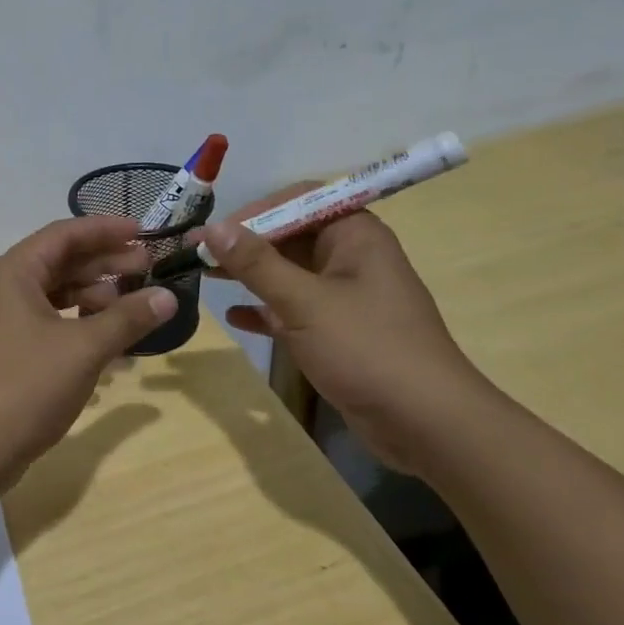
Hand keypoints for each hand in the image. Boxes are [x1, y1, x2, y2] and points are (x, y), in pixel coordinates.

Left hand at [0, 216, 176, 495]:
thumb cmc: (25, 387)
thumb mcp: (84, 349)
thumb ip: (127, 318)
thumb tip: (169, 296)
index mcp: (15, 273)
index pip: (65, 234)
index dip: (106, 230)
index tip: (144, 233)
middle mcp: (6, 290)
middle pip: (62, 263)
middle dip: (106, 265)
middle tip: (149, 270)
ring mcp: (5, 323)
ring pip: (58, 296)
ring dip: (97, 299)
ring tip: (136, 309)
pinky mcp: (10, 353)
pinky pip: (52, 325)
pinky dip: (82, 328)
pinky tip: (112, 345)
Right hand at [199, 190, 492, 473]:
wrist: (425, 423)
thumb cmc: (366, 349)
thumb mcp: (304, 302)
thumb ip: (256, 263)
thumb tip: (213, 227)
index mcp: (354, 236)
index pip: (298, 201)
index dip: (255, 211)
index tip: (215, 231)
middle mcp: (351, 258)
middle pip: (290, 236)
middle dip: (245, 244)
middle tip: (198, 254)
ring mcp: (346, 297)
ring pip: (290, 274)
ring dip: (250, 275)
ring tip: (205, 277)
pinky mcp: (339, 333)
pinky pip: (295, 310)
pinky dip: (266, 310)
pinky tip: (235, 317)